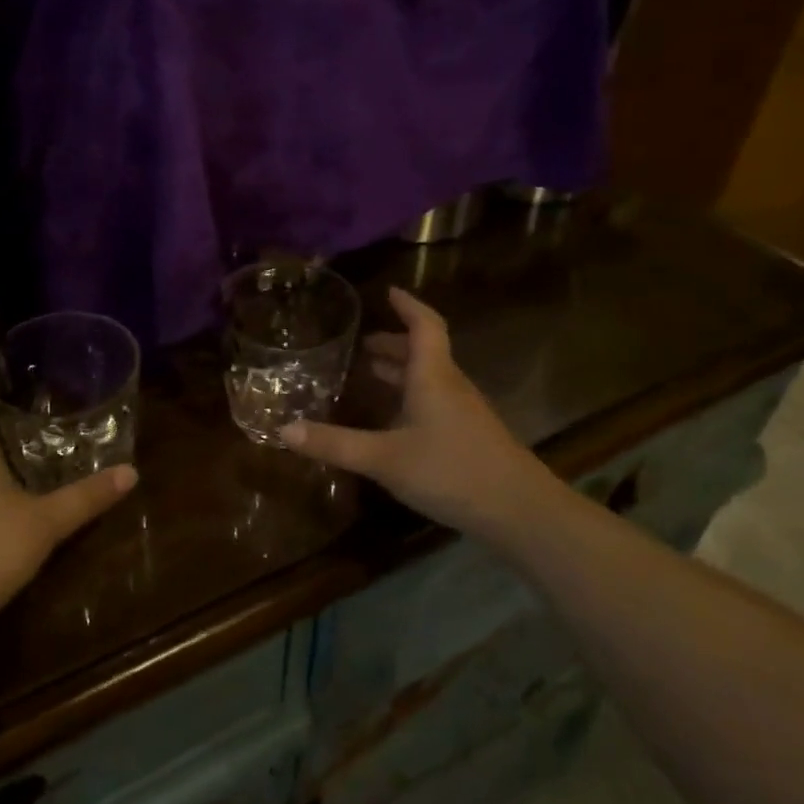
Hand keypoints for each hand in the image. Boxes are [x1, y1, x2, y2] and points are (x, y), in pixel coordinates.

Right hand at [282, 287, 569, 548]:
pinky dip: (413, 396)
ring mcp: (465, 412)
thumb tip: (283, 430)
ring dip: (404, 370)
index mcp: (433, 377)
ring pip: (431, 378)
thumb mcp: (383, 458)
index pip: (424, 326)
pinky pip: (437, 400)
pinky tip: (396, 421)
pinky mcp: (470, 436)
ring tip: (373, 374)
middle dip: (395, 344)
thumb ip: (334, 444)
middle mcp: (451, 386)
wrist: (519, 511)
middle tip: (364, 345)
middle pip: (425, 351)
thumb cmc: (450, 471)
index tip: (388, 292)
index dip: (407, 306)